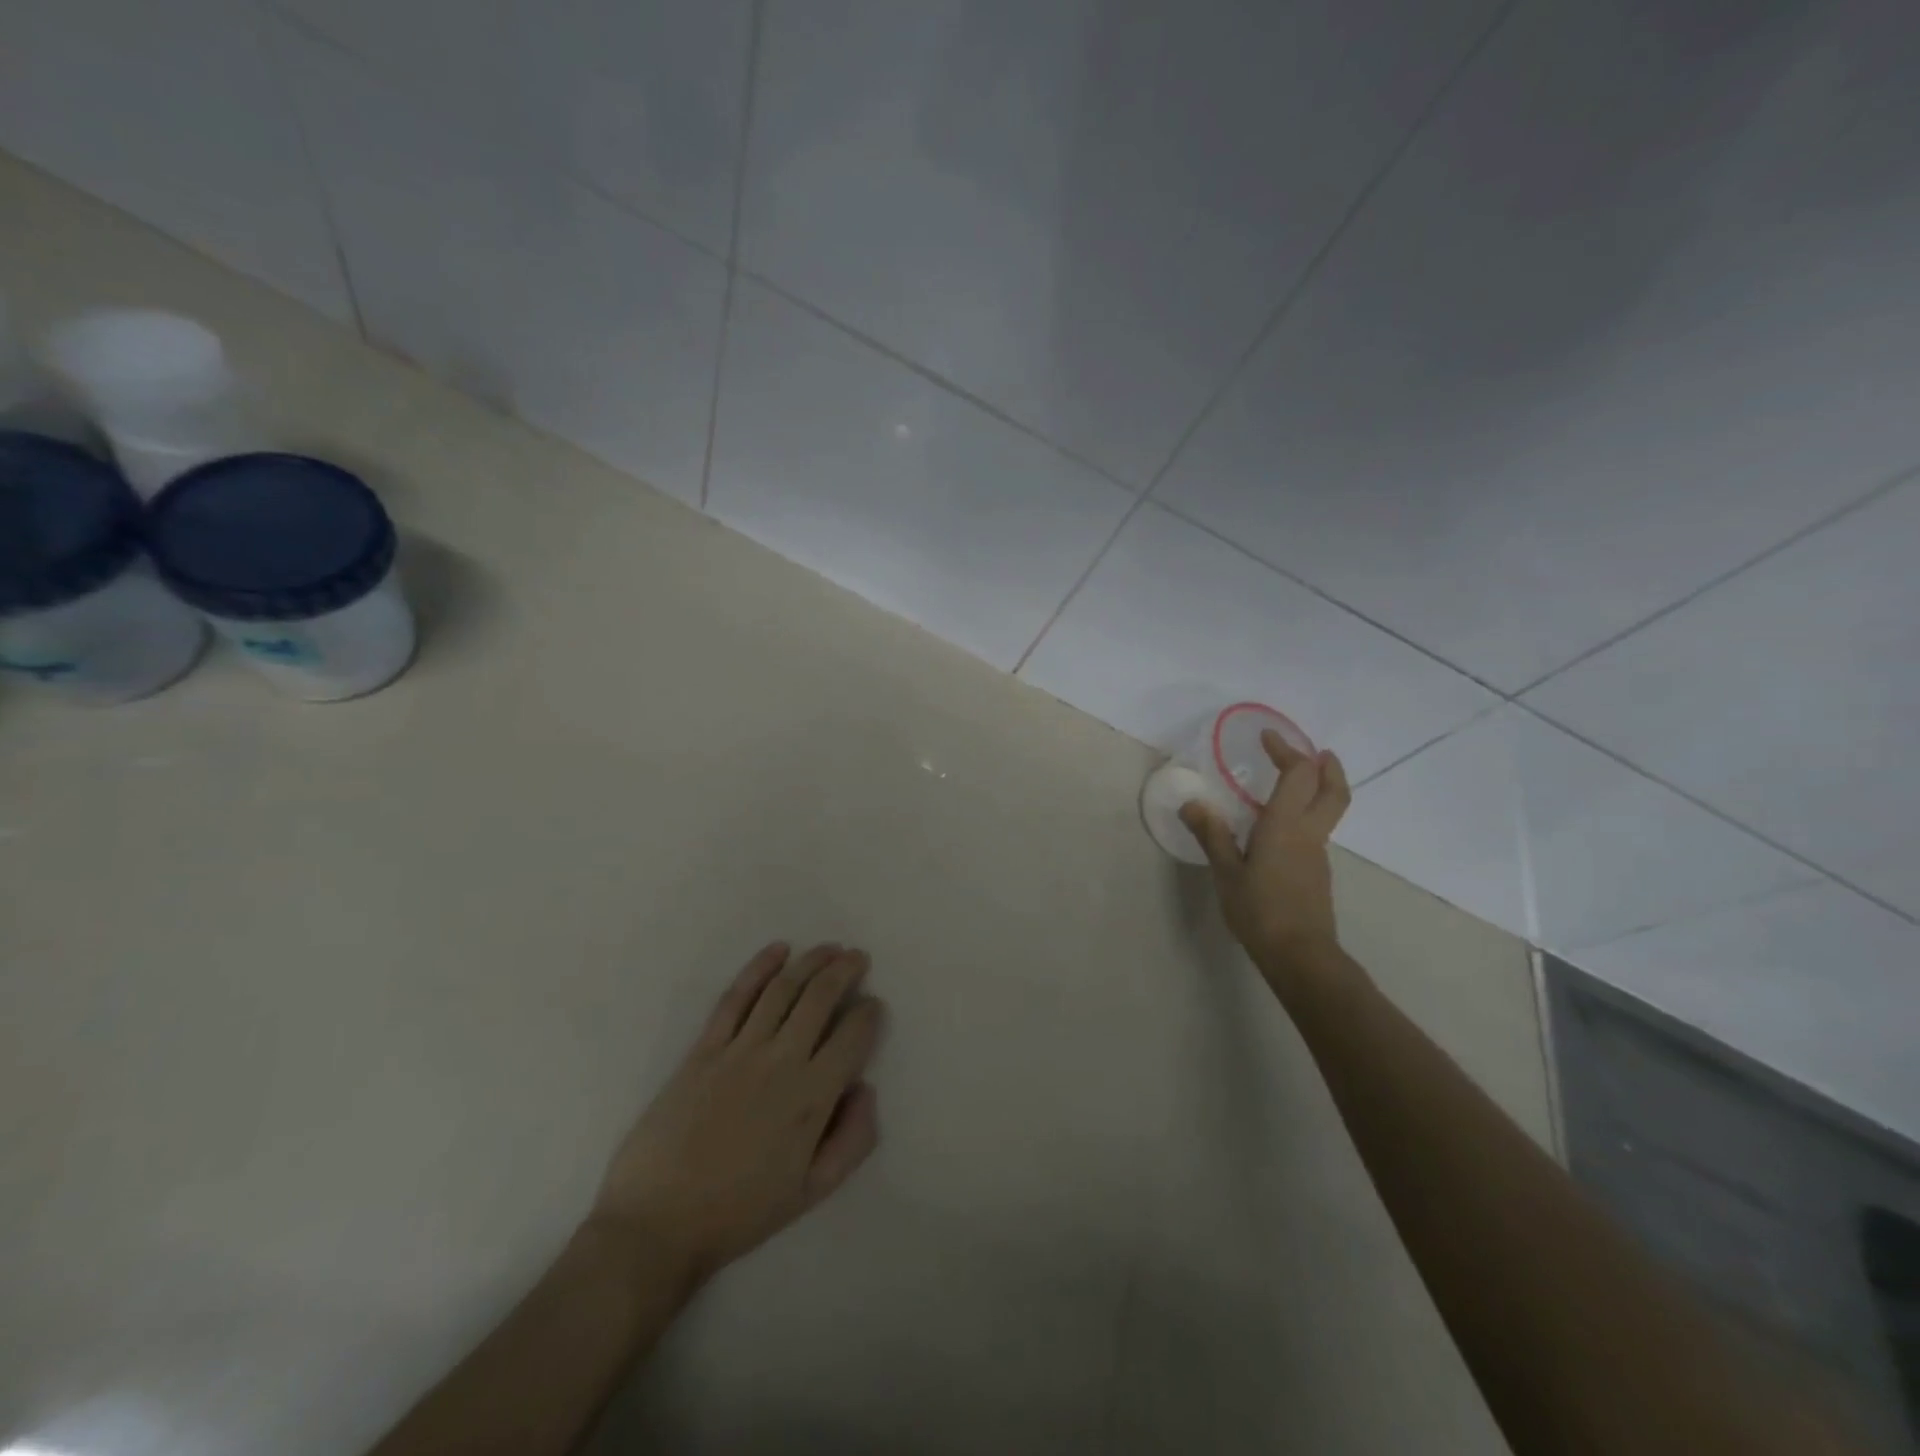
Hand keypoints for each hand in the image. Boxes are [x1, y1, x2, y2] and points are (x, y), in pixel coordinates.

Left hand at [589, 943, 883, 1285]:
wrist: (658, 1224)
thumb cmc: (740, 1213)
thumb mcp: (812, 1192)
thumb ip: (853, 1140)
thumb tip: (866, 1088)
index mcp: (812, 1096)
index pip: (853, 1036)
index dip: (869, 1014)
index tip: (873, 1005)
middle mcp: (781, 1060)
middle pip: (820, 998)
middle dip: (845, 970)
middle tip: (857, 957)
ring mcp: (739, 1050)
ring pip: (783, 989)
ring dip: (811, 961)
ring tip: (829, 948)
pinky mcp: (704, 1048)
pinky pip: (735, 997)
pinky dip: (759, 968)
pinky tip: (778, 950)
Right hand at [1179, 730, 1351, 990]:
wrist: (1299, 954)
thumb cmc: (1259, 910)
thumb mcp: (1226, 872)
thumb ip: (1212, 834)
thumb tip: (1192, 803)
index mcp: (1285, 826)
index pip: (1298, 774)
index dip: (1286, 750)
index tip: (1268, 737)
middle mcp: (1309, 833)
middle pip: (1333, 790)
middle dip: (1327, 766)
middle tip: (1315, 751)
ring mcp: (1317, 854)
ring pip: (1327, 811)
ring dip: (1317, 790)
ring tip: (1290, 786)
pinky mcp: (1316, 873)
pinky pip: (1315, 831)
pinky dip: (1305, 816)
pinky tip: (1279, 829)